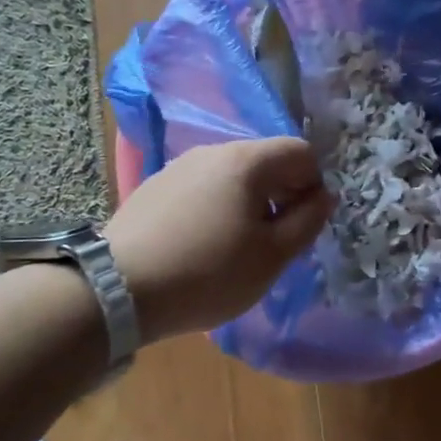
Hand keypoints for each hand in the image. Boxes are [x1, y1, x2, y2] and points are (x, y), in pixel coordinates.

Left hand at [106, 137, 331, 341]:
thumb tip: (324, 196)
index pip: (301, 152)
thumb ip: (308, 221)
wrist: (116, 289)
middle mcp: (213, 151)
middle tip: (277, 240)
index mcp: (247, 161)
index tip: (304, 223)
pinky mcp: (155, 186)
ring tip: (238, 246)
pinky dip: (217, 207)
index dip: (314, 184)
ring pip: (233, 175)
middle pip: (266, 160)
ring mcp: (179, 166)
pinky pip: (203, 187)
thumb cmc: (208, 273)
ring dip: (250, 202)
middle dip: (283, 193)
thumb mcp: (272, 256)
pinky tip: (202, 244)